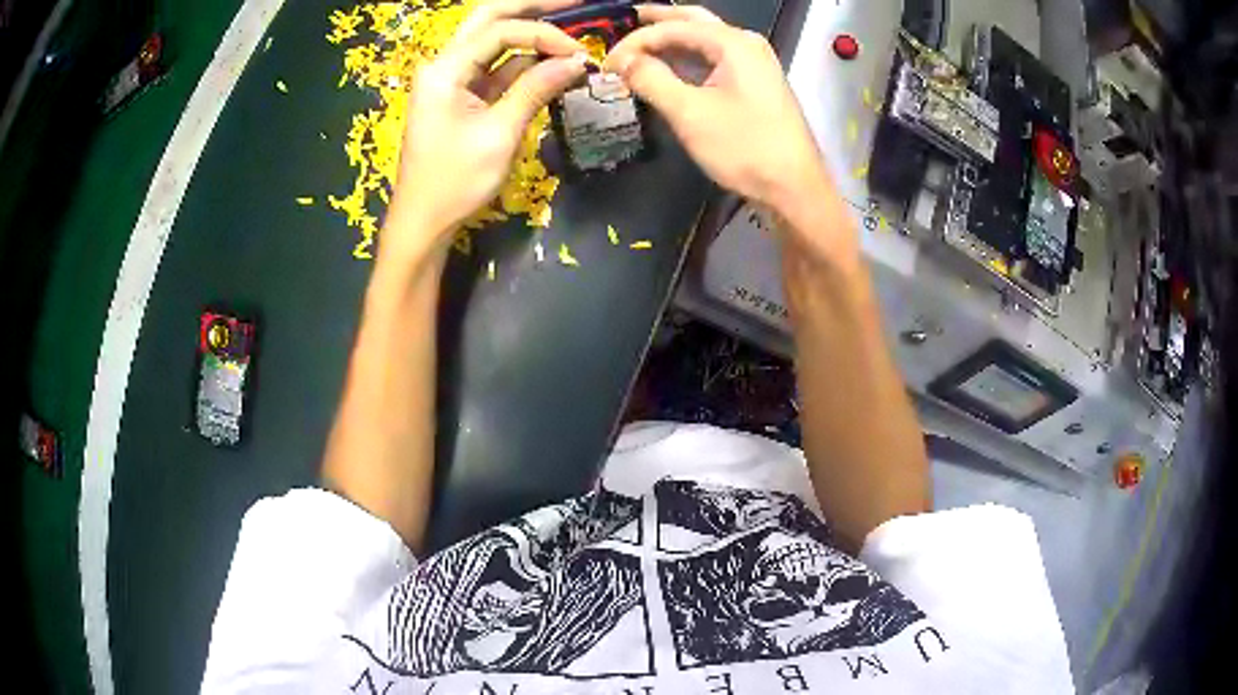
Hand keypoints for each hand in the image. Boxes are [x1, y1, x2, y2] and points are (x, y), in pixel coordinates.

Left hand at [385, 0, 587, 261]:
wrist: (423, 221)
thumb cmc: (454, 182)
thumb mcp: (499, 134)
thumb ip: (536, 89)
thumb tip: (577, 61)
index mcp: (443, 69)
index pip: (499, 31)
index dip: (543, 34)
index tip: (579, 51)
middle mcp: (444, 65)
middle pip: (490, 19)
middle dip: (532, 9)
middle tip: (575, 4)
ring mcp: (452, 79)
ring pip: (493, 41)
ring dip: (531, 35)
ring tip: (571, 31)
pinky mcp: (462, 96)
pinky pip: (496, 68)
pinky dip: (524, 64)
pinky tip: (553, 63)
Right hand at [605, 5, 831, 215]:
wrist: (793, 187)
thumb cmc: (743, 147)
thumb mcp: (689, 112)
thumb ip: (651, 79)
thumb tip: (621, 60)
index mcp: (732, 43)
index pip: (673, 28)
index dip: (636, 41)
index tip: (607, 62)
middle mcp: (746, 44)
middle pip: (694, 21)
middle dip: (659, 20)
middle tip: (627, 18)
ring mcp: (755, 63)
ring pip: (705, 40)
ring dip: (672, 40)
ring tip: (641, 43)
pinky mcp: (755, 84)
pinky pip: (715, 60)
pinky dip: (689, 59)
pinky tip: (670, 66)